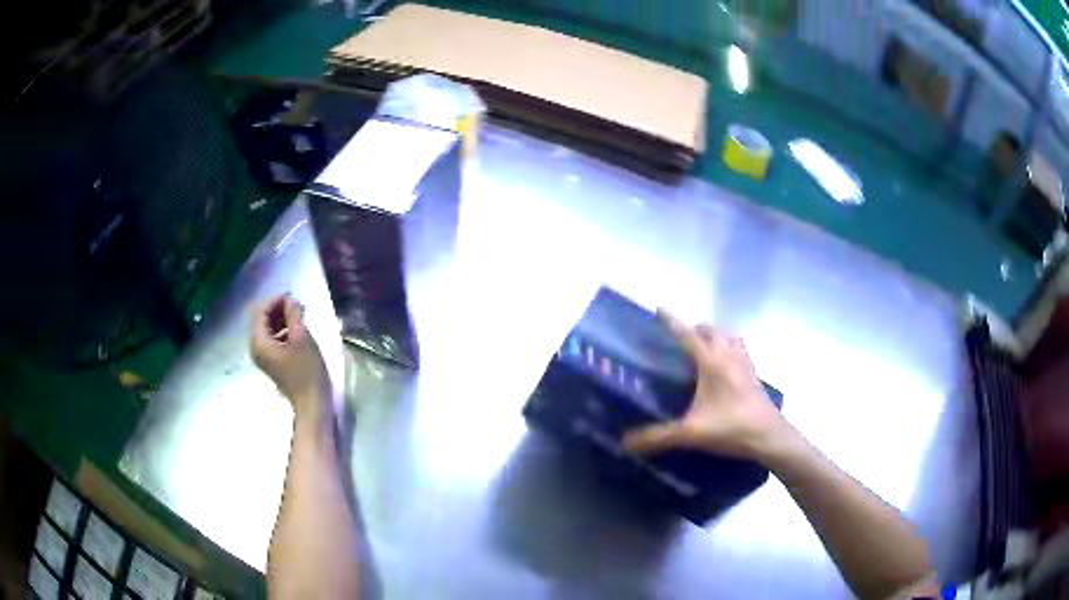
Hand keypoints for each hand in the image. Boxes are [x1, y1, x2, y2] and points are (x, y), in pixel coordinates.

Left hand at [251, 295, 329, 417]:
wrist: (312, 403)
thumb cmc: (307, 371)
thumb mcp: (302, 338)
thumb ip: (293, 315)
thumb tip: (290, 301)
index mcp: (259, 342)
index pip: (261, 312)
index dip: (275, 301)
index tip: (292, 296)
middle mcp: (256, 349)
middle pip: (262, 321)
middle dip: (278, 310)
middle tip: (298, 305)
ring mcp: (263, 358)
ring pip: (268, 330)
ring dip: (282, 320)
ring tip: (300, 315)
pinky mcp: (272, 363)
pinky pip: (273, 340)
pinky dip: (283, 332)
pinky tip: (297, 330)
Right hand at [622, 310, 789, 460]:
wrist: (769, 437)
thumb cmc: (731, 428)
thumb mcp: (691, 433)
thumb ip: (658, 437)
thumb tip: (626, 443)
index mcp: (711, 363)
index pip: (687, 335)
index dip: (671, 321)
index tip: (659, 308)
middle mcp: (729, 356)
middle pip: (711, 330)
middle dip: (694, 328)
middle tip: (679, 338)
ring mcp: (745, 364)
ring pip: (729, 337)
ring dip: (715, 335)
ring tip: (703, 348)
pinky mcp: (754, 376)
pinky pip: (740, 350)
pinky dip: (729, 349)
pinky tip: (725, 367)